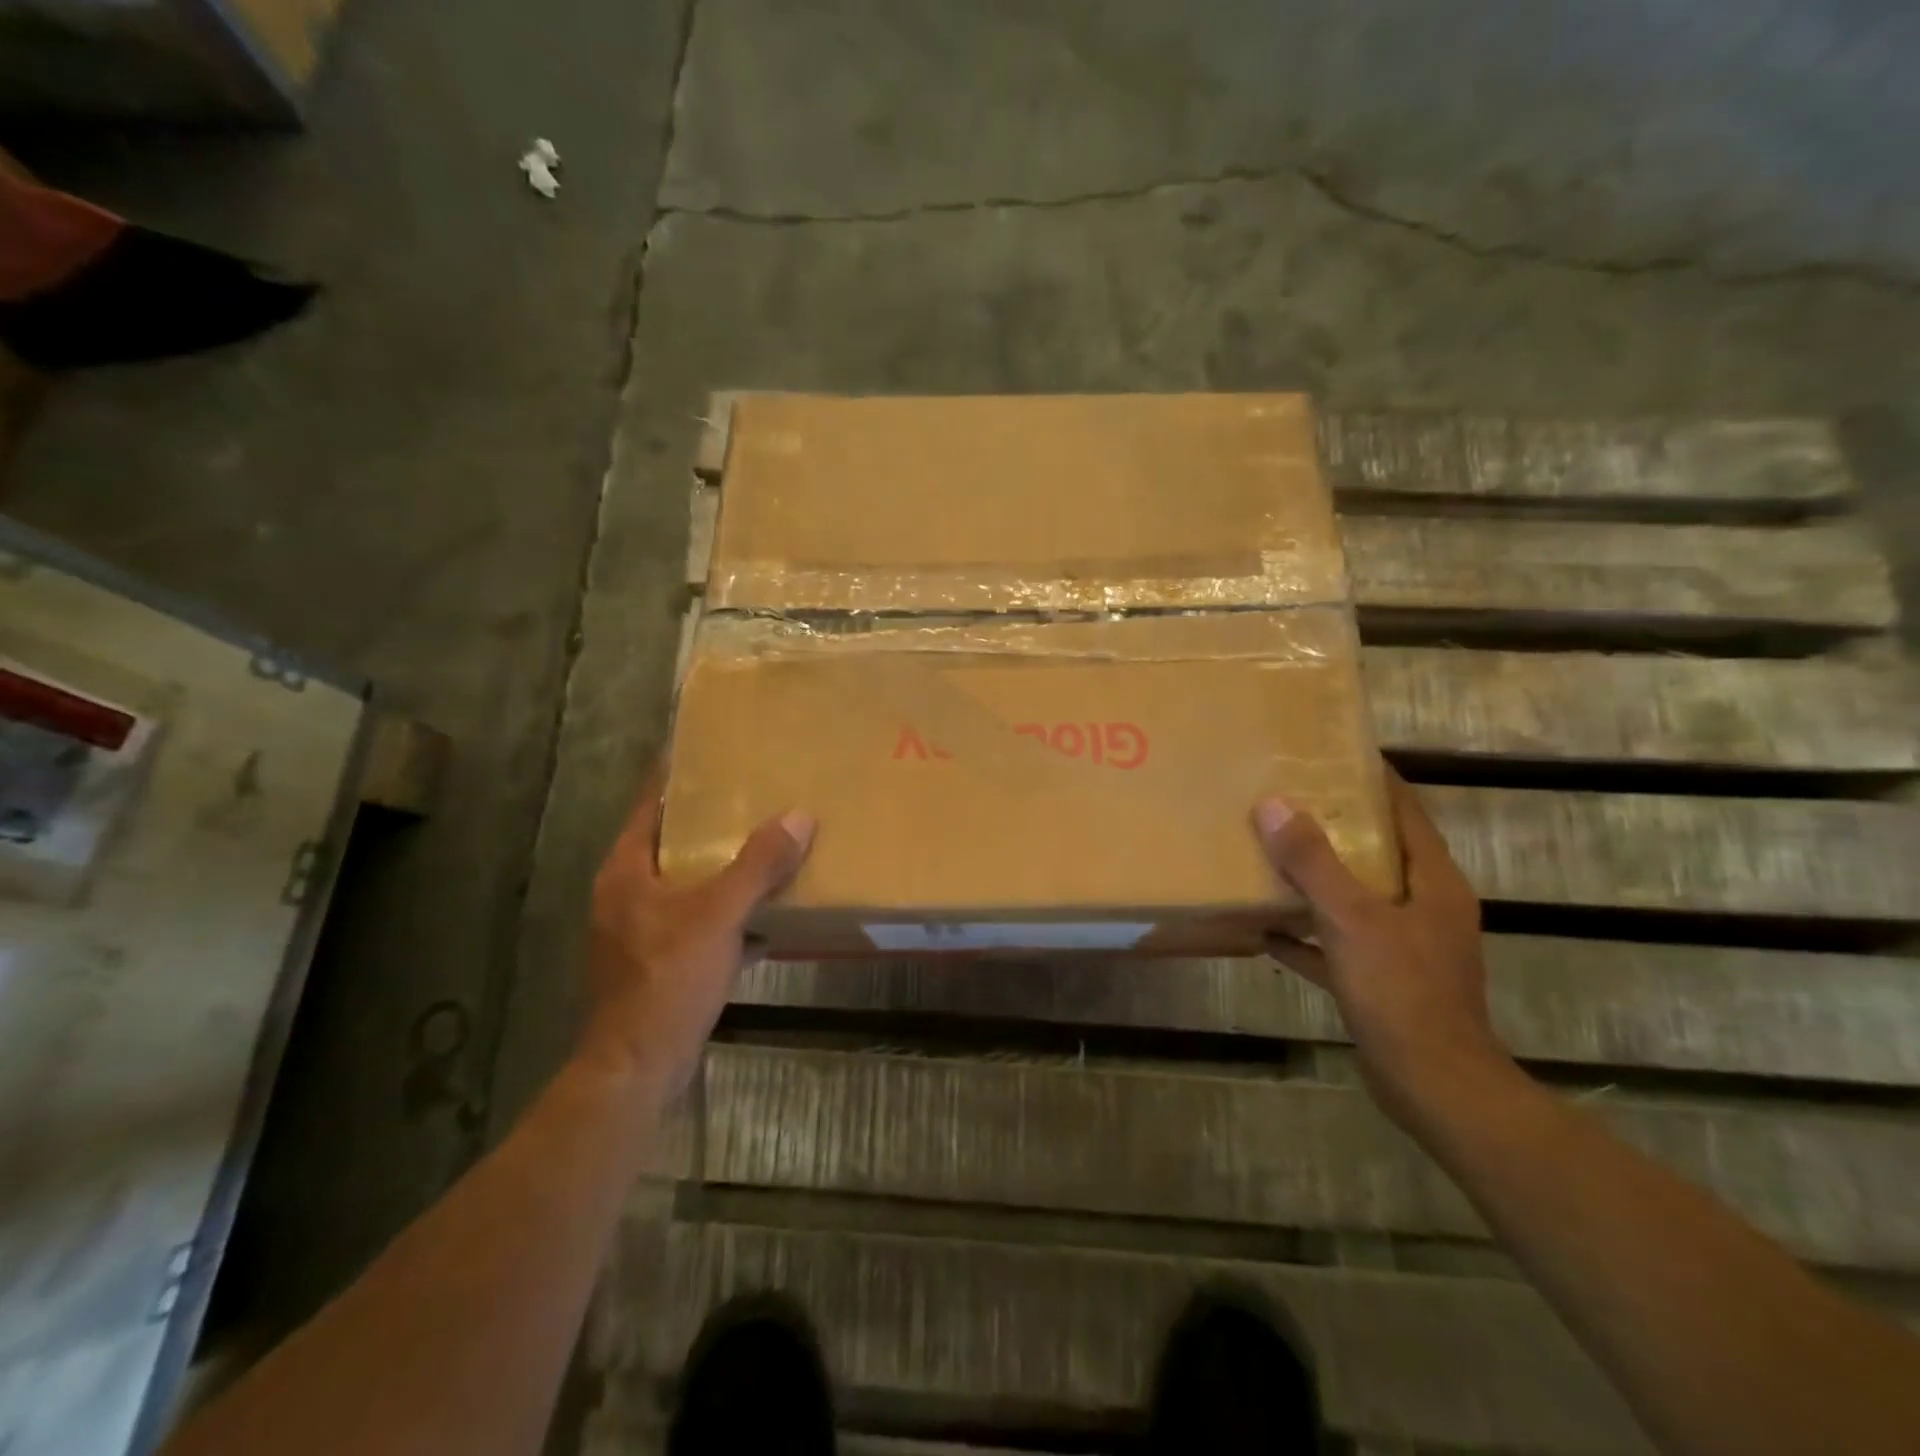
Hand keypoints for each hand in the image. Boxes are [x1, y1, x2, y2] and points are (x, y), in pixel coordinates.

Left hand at [577, 768, 813, 1105]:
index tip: (712, 751)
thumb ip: (758, 865)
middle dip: (712, 822)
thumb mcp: (718, 916)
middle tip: (756, 795)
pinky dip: (729, 913)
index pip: (652, 805)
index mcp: (628, 871)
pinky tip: (767, 915)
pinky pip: (699, 921)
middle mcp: (627, 894)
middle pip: (673, 842)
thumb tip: (800, 816)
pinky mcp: (658, 963)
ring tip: (768, 847)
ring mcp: (640, 931)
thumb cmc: (668, 981)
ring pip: (688, 884)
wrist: (638, 1068)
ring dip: (724, 869)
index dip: (678, 776)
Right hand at [1252, 767, 1510, 1127]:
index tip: (1332, 752)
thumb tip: (1275, 805)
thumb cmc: (1401, 991)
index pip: (1405, 811)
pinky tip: (1266, 928)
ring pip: (1355, 895)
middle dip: (1335, 824)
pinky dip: (1307, 932)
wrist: (1431, 1085)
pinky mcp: (1381, 978)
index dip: (1374, 779)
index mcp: (1431, 881)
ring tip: (1271, 851)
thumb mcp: (1352, 919)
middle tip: (1287, 796)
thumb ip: (1313, 862)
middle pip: (1377, 850)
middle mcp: (1422, 905)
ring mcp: (1403, 944)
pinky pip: (1337, 940)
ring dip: (1317, 877)